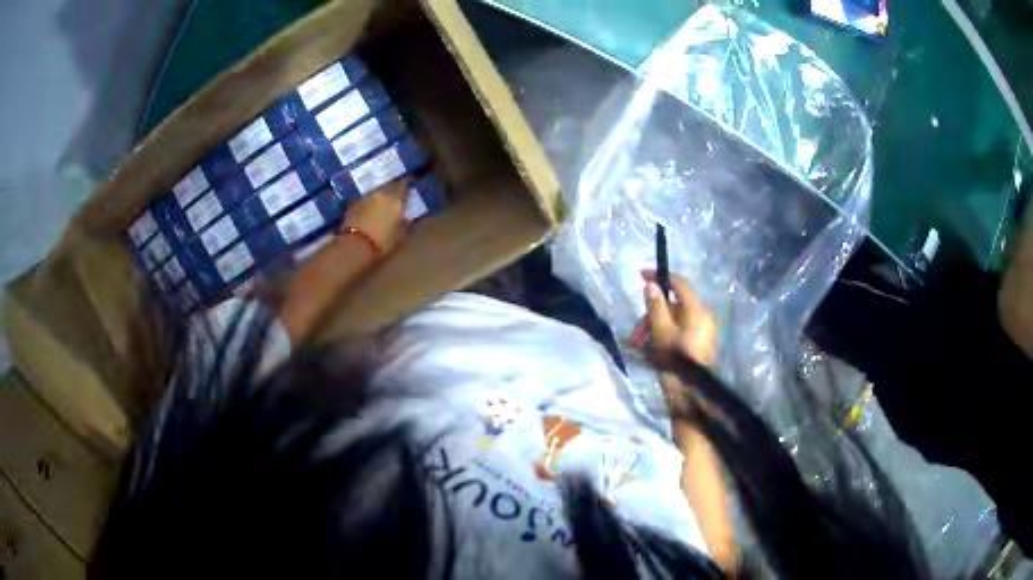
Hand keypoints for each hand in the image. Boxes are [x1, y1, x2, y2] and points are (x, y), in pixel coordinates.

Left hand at [341, 178, 410, 253]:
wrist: (356, 245)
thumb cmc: (383, 241)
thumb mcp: (401, 235)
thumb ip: (405, 222)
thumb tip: (406, 217)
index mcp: (395, 198)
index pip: (403, 184)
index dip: (407, 184)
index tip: (410, 184)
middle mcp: (380, 193)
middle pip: (388, 186)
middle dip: (392, 190)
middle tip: (396, 197)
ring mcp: (365, 197)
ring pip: (376, 192)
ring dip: (380, 197)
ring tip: (382, 205)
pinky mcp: (353, 204)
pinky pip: (365, 200)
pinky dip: (369, 204)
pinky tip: (369, 212)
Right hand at [631, 272, 717, 411]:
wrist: (693, 399)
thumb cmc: (677, 365)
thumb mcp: (661, 334)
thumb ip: (656, 307)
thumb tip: (651, 285)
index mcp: (697, 312)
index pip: (679, 284)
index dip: (660, 277)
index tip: (640, 276)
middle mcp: (703, 318)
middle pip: (673, 305)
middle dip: (650, 316)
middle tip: (634, 335)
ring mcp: (702, 333)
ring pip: (673, 321)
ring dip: (653, 330)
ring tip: (638, 348)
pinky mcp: (699, 346)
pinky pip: (678, 333)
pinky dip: (663, 337)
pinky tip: (649, 353)